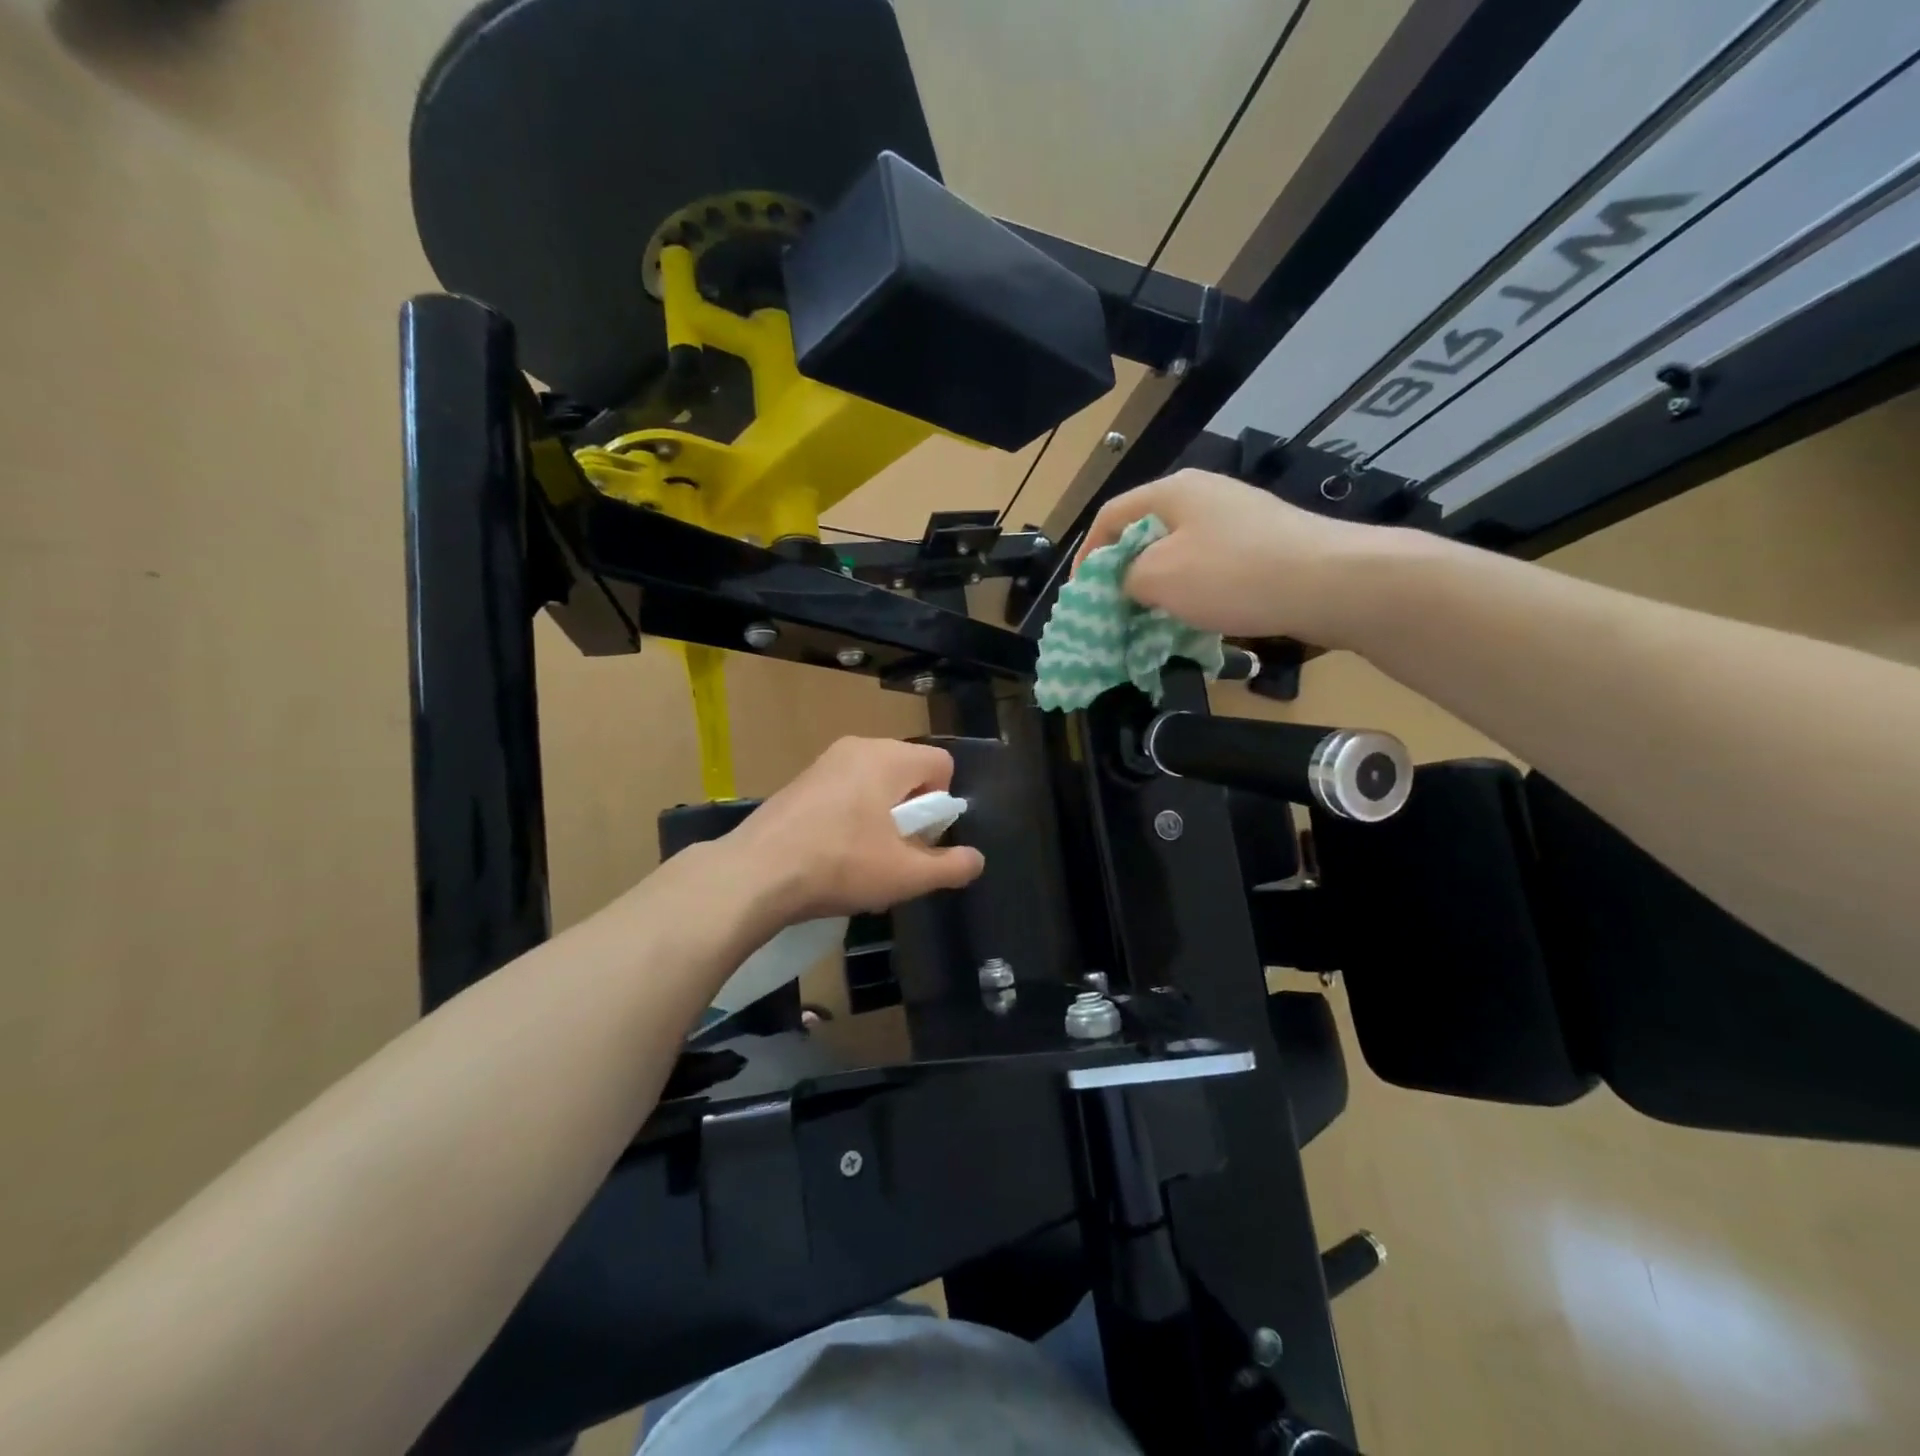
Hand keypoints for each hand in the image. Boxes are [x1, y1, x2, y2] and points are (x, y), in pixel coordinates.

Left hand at [727, 738, 985, 925]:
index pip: (941, 764)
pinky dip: (851, 815)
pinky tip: (833, 853)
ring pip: (874, 782)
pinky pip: (845, 790)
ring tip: (863, 858)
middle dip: (911, 811)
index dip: (942, 804)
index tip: (922, 840)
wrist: (754, 875)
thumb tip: (975, 860)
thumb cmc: (839, 866)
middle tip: (894, 852)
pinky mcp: (800, 781)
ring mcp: (824, 762)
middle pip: (907, 772)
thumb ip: (950, 867)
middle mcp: (857, 747)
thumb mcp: (905, 875)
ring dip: (881, 816)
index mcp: (887, 758)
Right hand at [1074, 469, 1423, 647]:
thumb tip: (1125, 583)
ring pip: (1179, 553)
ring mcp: (1238, 518)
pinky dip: (1193, 592)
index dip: (1087, 555)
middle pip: (1145, 534)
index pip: (1110, 516)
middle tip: (1114, 612)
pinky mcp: (1264, 543)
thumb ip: (1124, 579)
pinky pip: (1212, 566)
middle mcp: (1204, 495)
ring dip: (1159, 588)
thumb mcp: (1157, 578)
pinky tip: (1197, 619)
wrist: (1330, 582)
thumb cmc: (1231, 574)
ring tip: (1151, 622)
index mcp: (1172, 491)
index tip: (1081, 596)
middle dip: (1123, 575)